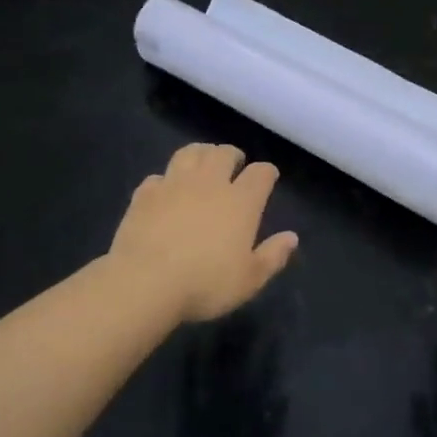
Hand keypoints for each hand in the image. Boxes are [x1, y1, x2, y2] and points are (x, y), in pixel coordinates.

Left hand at [107, 144, 298, 324]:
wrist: (145, 282)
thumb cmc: (205, 283)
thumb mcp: (249, 279)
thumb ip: (273, 256)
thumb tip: (291, 237)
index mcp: (241, 202)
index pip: (260, 173)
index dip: (266, 172)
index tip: (268, 177)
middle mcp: (209, 183)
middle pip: (223, 153)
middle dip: (232, 155)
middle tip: (234, 163)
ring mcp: (174, 184)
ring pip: (190, 153)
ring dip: (200, 153)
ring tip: (203, 162)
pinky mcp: (145, 194)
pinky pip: (158, 176)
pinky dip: (165, 180)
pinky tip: (165, 190)